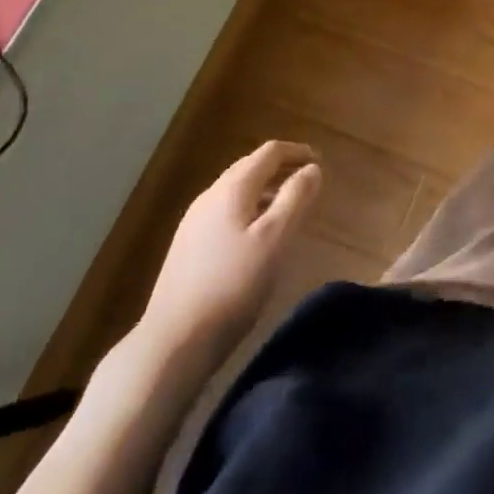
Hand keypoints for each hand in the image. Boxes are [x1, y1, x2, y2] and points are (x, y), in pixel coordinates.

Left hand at [130, 141, 321, 382]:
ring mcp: (194, 222)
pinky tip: (257, 236)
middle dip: (281, 168)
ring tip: (288, 208)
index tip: (320, 162)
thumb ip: (296, 198)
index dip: (297, 152)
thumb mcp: (275, 239)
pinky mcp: (187, 247)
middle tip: (308, 181)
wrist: (173, 341)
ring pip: (236, 191)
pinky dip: (250, 209)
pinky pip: (225, 212)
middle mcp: (210, 196)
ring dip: (266, 190)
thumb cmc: (233, 285)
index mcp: (232, 189)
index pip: (269, 153)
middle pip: (250, 167)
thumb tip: (312, 168)